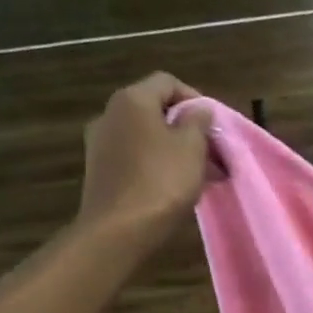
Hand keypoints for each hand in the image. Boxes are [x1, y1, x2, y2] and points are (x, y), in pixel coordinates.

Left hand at [77, 74, 214, 243]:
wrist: (118, 230)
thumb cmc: (162, 181)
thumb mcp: (192, 147)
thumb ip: (198, 121)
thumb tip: (198, 109)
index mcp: (132, 100)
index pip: (167, 82)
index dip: (195, 98)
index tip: (213, 125)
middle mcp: (110, 114)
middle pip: (155, 110)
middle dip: (186, 127)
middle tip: (211, 151)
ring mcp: (101, 143)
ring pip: (146, 136)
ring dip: (174, 148)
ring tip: (199, 173)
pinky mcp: (99, 170)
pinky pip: (135, 157)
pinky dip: (157, 164)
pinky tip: (175, 186)